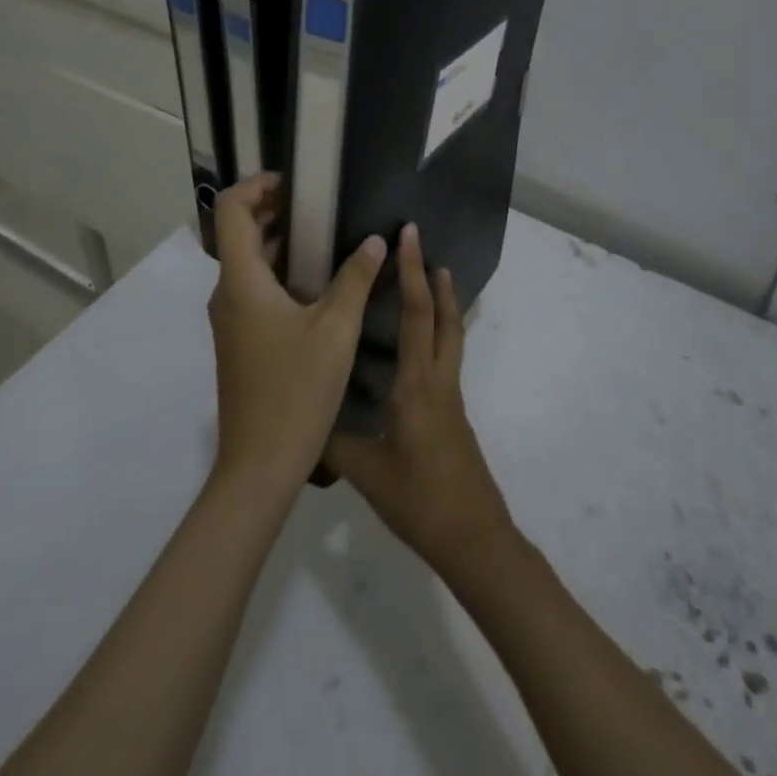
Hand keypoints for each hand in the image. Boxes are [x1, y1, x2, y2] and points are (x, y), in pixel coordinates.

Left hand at [209, 173, 386, 493]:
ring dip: (281, 242)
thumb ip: (356, 279)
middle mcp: (228, 294)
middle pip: (240, 233)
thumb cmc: (296, 391)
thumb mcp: (336, 330)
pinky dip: (281, 271)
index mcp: (241, 282)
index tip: (296, 183)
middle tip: (321, 204)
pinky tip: (320, 282)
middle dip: (275, 210)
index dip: (258, 185)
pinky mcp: (240, 340)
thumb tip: (375, 240)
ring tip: (328, 235)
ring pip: (249, 263)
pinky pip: (255, 288)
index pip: (232, 211)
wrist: (260, 466)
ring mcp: (231, 319)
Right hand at [326, 224, 513, 574]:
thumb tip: (301, 417)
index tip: (409, 237)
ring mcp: (451, 397)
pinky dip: (437, 333)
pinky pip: (445, 358)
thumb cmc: (421, 501)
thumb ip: (333, 442)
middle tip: (421, 245)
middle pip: (443, 317)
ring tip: (430, 279)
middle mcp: (439, 381)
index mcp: (418, 385)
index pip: (416, 315)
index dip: (412, 272)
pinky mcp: (453, 414)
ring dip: (442, 303)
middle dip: (433, 278)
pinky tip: (415, 347)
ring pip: (450, 336)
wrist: (475, 538)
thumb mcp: (367, 473)